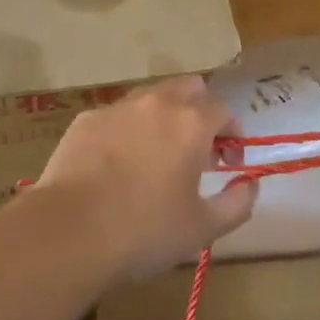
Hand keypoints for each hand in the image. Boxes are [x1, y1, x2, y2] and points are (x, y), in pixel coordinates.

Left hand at [34, 76, 256, 280]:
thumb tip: (250, 184)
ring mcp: (117, 108)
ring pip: (150, 97)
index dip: (232, 135)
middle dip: (200, 111)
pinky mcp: (85, 120)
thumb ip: (238, 203)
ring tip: (157, 156)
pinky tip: (116, 165)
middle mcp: (157, 103)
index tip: (229, 164)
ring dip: (163, 117)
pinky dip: (127, 131)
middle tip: (197, 150)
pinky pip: (116, 116)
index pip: (224, 112)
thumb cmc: (145, 231)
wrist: (69, 232)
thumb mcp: (203, 229)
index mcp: (191, 123)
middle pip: (189, 87)